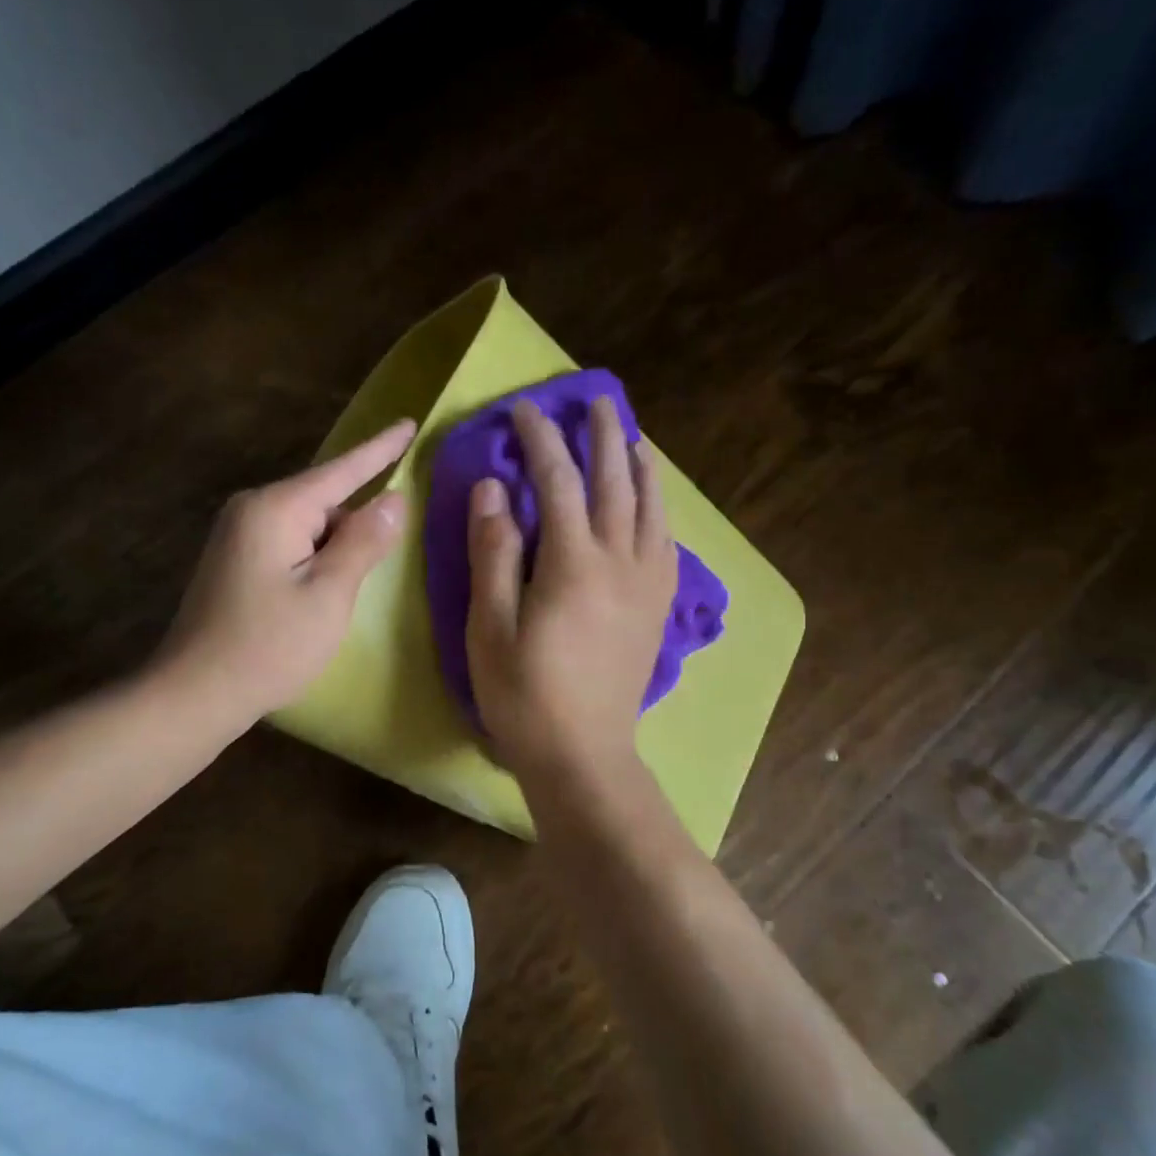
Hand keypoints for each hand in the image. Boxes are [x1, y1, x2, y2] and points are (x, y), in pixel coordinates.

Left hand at [153, 420, 415, 721]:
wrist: (194, 693)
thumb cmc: (269, 645)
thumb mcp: (330, 594)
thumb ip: (364, 541)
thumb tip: (395, 500)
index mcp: (276, 509)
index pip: (342, 470)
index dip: (381, 449)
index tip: (409, 423)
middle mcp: (252, 510)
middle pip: (325, 499)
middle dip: (358, 521)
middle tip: (382, 561)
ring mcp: (239, 535)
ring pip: (310, 525)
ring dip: (337, 547)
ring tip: (345, 593)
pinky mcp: (236, 560)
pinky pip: (292, 543)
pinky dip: (317, 559)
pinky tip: (323, 592)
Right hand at [466, 396, 677, 778]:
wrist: (584, 754)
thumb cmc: (525, 696)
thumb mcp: (489, 628)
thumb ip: (493, 554)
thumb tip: (494, 488)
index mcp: (573, 563)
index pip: (557, 481)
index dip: (541, 440)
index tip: (526, 409)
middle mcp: (620, 562)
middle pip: (615, 482)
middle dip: (604, 437)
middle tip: (597, 401)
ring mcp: (646, 584)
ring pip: (651, 509)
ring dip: (641, 467)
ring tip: (634, 439)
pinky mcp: (658, 608)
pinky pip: (666, 543)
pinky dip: (660, 511)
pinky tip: (654, 505)